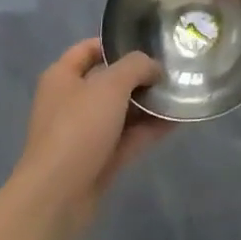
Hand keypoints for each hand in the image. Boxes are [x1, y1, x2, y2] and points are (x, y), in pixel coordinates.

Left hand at [10, 39, 169, 239]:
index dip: (117, 43)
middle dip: (140, 75)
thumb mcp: (110, 85)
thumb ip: (136, 66)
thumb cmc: (78, 128)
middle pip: (110, 80)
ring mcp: (86, 132)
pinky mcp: (99, 158)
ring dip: (149, 103)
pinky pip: (129, 136)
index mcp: (63, 77)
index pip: (89, 49)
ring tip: (182, 92)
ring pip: (122, 110)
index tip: (149, 43)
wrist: (57, 196)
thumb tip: (154, 68)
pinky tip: (178, 119)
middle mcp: (72, 101)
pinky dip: (150, 128)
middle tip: (173, 69)